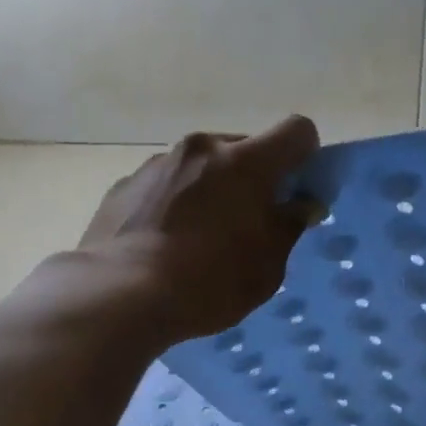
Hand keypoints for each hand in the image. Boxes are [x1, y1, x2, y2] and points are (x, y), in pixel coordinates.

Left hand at [80, 115, 321, 339]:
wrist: (120, 294)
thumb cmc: (209, 281)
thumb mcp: (267, 265)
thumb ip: (289, 226)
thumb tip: (302, 204)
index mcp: (245, 161)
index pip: (297, 130)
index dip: (306, 156)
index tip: (297, 190)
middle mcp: (202, 148)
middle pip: (244, 148)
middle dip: (254, 178)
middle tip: (248, 223)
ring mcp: (158, 163)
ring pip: (201, 166)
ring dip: (211, 189)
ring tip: (198, 239)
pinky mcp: (125, 184)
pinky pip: (166, 184)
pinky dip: (175, 203)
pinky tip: (164, 244)